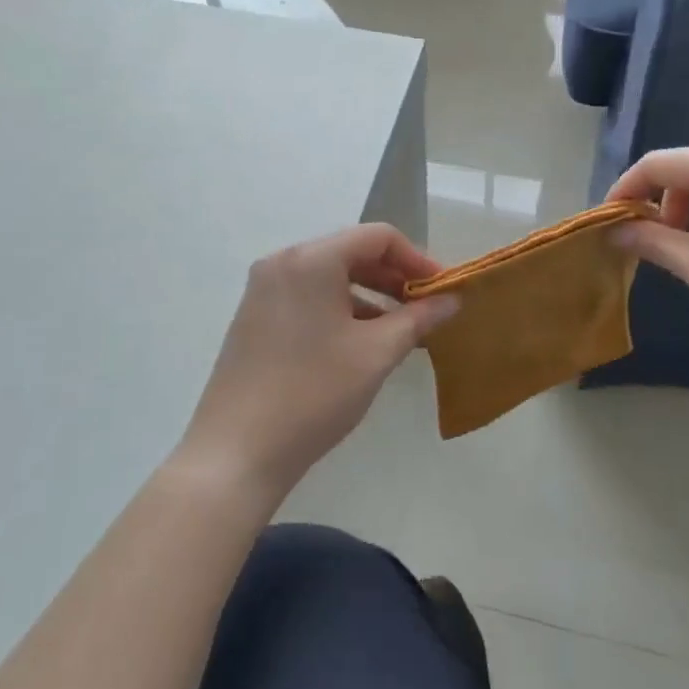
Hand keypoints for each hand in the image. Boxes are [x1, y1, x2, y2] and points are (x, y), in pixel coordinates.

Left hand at [179, 225, 458, 497]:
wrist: (237, 452)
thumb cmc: (314, 393)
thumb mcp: (376, 354)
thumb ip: (418, 319)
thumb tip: (452, 300)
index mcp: (311, 259)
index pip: (377, 237)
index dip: (417, 259)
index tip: (443, 290)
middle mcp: (282, 263)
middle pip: (351, 252)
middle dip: (394, 277)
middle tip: (426, 309)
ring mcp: (263, 290)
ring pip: (329, 277)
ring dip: (370, 295)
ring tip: (400, 330)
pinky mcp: (254, 317)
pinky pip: (308, 297)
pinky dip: (341, 309)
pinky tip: (361, 343)